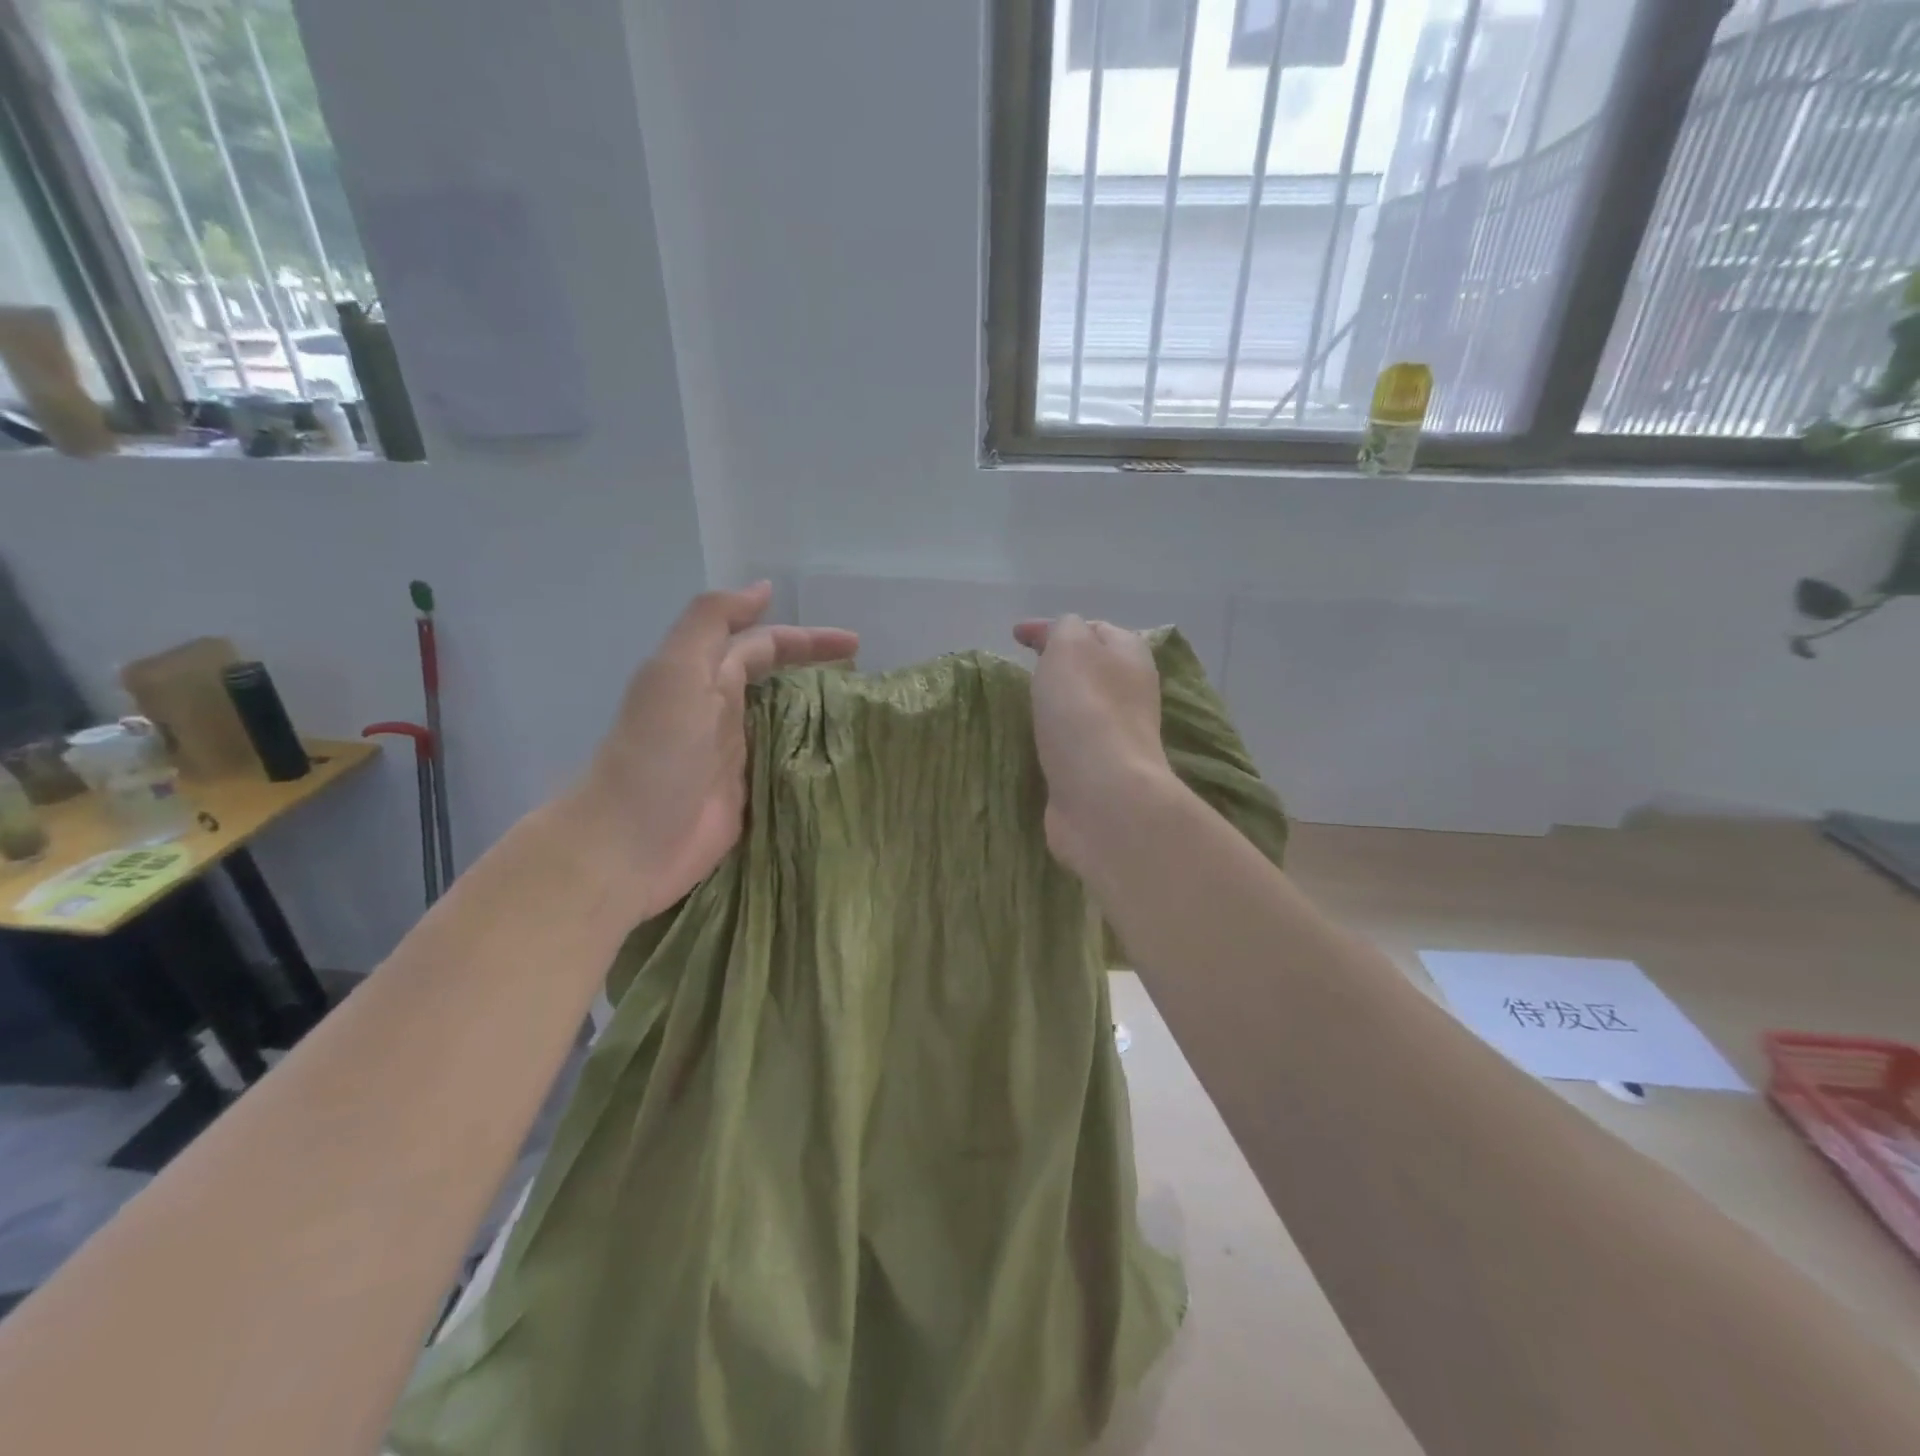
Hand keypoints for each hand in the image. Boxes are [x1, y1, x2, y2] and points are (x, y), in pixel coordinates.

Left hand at [568, 582, 856, 920]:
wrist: (628, 844)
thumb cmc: (656, 752)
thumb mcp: (677, 671)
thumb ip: (712, 622)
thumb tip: (763, 589)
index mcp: (705, 677)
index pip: (764, 645)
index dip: (807, 638)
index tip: (856, 644)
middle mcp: (721, 712)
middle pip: (776, 680)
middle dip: (816, 671)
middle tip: (868, 679)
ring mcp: (734, 757)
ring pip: (784, 721)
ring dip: (819, 714)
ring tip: (865, 717)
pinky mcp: (746, 797)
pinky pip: (786, 766)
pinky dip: (812, 757)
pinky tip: (843, 761)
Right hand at [1013, 616, 1173, 877]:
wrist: (1103, 794)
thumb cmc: (1085, 709)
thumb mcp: (1070, 646)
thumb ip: (1064, 630)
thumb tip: (1061, 636)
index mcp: (1130, 655)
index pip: (1093, 628)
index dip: (1053, 627)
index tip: (1015, 635)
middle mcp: (1131, 692)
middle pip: (1093, 668)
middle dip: (1061, 663)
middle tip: (1024, 666)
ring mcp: (1118, 735)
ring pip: (1084, 706)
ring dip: (1058, 702)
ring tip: (1026, 701)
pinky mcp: (1101, 772)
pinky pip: (1075, 742)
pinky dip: (1056, 735)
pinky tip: (1037, 740)